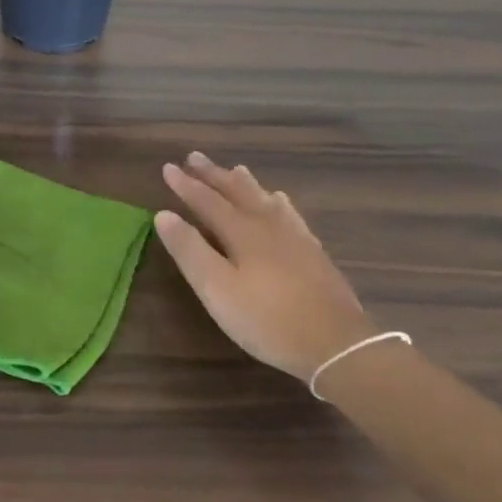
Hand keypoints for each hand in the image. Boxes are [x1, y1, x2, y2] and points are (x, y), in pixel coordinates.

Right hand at [156, 153, 375, 382]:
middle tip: (196, 157)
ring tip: (236, 169)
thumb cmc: (267, 319)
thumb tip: (164, 214)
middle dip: (214, 175)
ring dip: (246, 184)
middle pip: (238, 192)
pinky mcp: (313, 253)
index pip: (207, 201)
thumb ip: (190, 250)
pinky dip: (279, 202)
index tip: (168, 167)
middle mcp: (269, 226)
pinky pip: (290, 214)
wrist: (337, 344)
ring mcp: (296, 238)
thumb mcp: (217, 289)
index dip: (186, 185)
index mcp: (242, 232)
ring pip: (266, 200)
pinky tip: (281, 203)